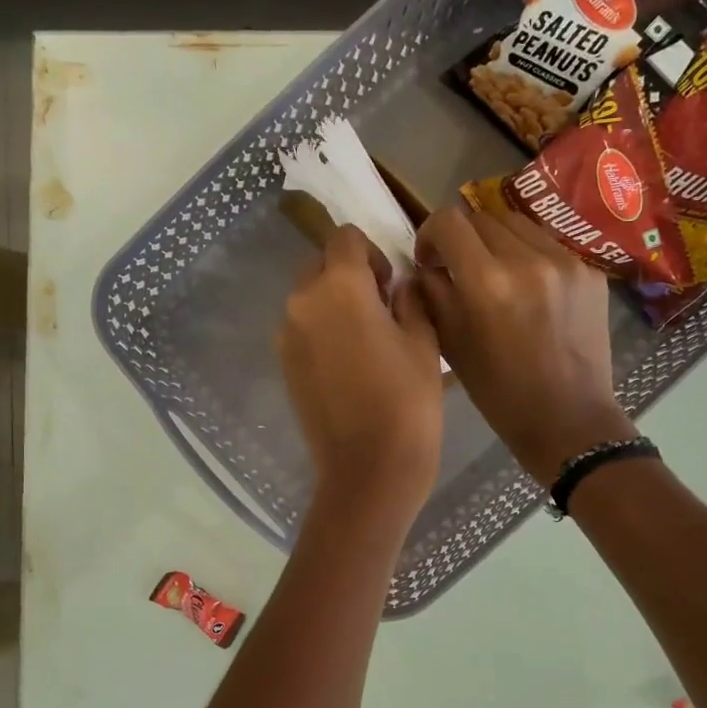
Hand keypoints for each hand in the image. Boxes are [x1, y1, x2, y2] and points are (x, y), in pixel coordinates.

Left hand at [278, 226, 442, 525]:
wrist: (368, 469)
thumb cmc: (407, 402)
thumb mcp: (423, 343)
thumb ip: (410, 301)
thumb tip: (399, 287)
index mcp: (339, 286)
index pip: (345, 238)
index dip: (372, 253)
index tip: (390, 284)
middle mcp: (302, 302)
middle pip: (320, 265)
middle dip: (348, 275)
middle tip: (380, 309)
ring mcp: (287, 336)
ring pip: (307, 299)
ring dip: (332, 304)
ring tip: (364, 340)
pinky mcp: (283, 366)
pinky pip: (301, 330)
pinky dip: (321, 332)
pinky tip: (348, 365)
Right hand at [414, 202, 633, 484]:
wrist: (568, 418)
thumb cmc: (500, 393)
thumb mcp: (453, 347)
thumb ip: (433, 297)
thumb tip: (425, 268)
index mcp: (487, 283)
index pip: (449, 222)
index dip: (430, 233)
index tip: (429, 258)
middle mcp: (527, 260)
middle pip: (483, 216)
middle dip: (463, 238)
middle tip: (459, 267)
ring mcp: (565, 262)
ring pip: (518, 224)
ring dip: (497, 242)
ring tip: (495, 274)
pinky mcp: (590, 271)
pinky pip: (549, 246)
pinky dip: (529, 257)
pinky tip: (529, 290)